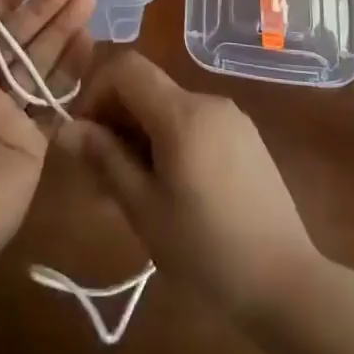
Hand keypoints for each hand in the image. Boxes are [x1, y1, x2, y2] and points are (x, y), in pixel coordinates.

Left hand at [0, 0, 95, 273]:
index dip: (7, 0)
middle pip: (20, 41)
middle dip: (45, 11)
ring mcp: (12, 116)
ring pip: (42, 65)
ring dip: (63, 34)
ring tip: (88, 2)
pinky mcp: (36, 142)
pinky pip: (57, 101)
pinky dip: (73, 73)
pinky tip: (90, 45)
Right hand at [54, 50, 320, 323]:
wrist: (288, 285)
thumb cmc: (207, 251)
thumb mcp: (144, 209)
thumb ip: (104, 160)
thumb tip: (66, 128)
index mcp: (182, 113)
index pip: (125, 68)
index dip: (95, 93)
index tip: (86, 139)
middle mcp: (208, 102)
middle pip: (146, 88)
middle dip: (115, 121)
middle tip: (101, 177)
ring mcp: (232, 118)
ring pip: (168, 108)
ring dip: (140, 135)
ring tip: (132, 192)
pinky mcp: (246, 138)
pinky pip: (194, 124)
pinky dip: (170, 142)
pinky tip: (170, 190)